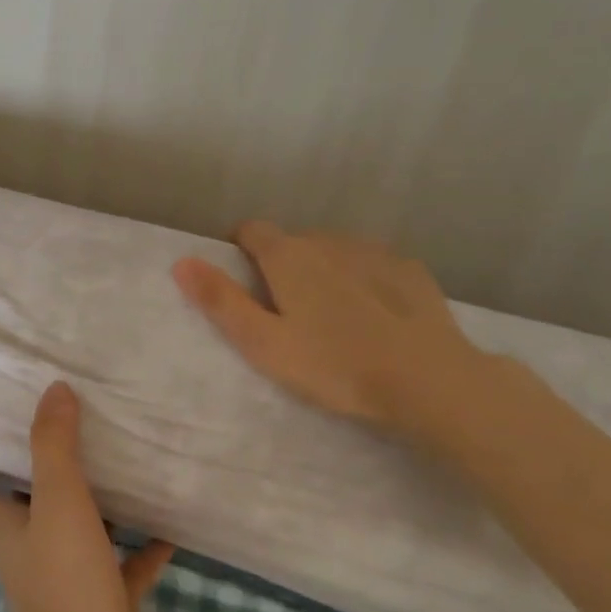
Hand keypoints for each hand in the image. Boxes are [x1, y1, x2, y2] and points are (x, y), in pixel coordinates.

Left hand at [0, 382, 173, 611]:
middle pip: (26, 501)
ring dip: (95, 501)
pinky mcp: (106, 603)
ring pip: (79, 528)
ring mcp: (69, 580)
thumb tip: (53, 390)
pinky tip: (169, 520)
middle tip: (57, 420)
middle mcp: (31, 551)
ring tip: (117, 458)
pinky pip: (125, 564)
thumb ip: (54, 446)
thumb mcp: (58, 503)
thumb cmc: (65, 584)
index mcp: (6, 528)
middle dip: (36, 465)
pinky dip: (143, 545)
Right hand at [171, 221, 485, 436]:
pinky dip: (361, 279)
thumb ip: (221, 301)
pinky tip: (374, 317)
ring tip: (332, 319)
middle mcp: (327, 240)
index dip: (238, 251)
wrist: (429, 381)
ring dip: (323, 271)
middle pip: (291, 242)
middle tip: (287, 316)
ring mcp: (372, 251)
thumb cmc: (335, 366)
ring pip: (332, 251)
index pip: (249, 230)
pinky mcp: (409, 269)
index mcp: (287, 255)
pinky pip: (370, 264)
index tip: (242, 285)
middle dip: (282, 267)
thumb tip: (181, 261)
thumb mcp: (264, 343)